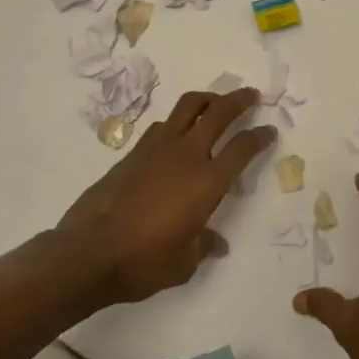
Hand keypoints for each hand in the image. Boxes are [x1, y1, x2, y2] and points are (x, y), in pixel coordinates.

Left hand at [53, 85, 276, 307]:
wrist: (88, 254)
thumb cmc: (144, 262)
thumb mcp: (184, 263)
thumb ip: (204, 245)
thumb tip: (217, 244)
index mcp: (207, 182)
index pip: (243, 148)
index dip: (260, 136)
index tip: (269, 131)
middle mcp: (187, 156)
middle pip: (220, 112)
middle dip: (239, 100)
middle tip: (251, 96)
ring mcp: (158, 149)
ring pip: (188, 106)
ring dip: (208, 99)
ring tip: (215, 102)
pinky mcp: (134, 152)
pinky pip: (163, 125)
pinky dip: (177, 121)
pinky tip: (177, 133)